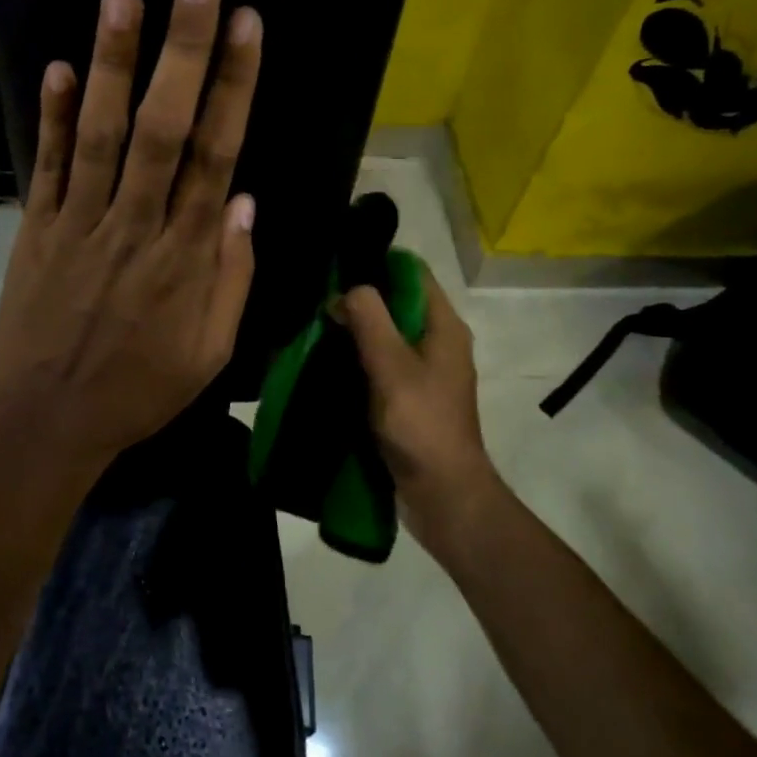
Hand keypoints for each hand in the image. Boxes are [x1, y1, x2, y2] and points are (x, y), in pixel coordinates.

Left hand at [0, 0, 262, 471]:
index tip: (247, 26)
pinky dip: (53, 117)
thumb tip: (245, 201)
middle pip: (164, 129)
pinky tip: (59, 67)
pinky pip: (47, 167)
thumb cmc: (141, 388)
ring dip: (114, 64)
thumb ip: (232, 275)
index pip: (217, 155)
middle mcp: (136, 225)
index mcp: (186, 256)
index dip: (234, 87)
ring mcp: (80, 224)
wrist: (50, 421)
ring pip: (103, 135)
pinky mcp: (37, 231)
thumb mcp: (212, 350)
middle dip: (183, 50)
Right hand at [339, 272, 501, 557]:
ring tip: (313, 323)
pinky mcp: (408, 396)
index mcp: (443, 326)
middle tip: (315, 296)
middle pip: (396, 302)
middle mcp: (437, 341)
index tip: (336, 263)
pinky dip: (356, 357)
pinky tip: (325, 358)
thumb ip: (368, 319)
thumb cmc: (421, 424)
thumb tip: (346, 291)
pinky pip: (380, 363)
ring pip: (385, 333)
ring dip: (354, 329)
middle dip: (358, 298)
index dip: (377, 262)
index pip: (412, 272)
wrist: (442, 494)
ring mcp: (423, 371)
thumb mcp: (391, 365)